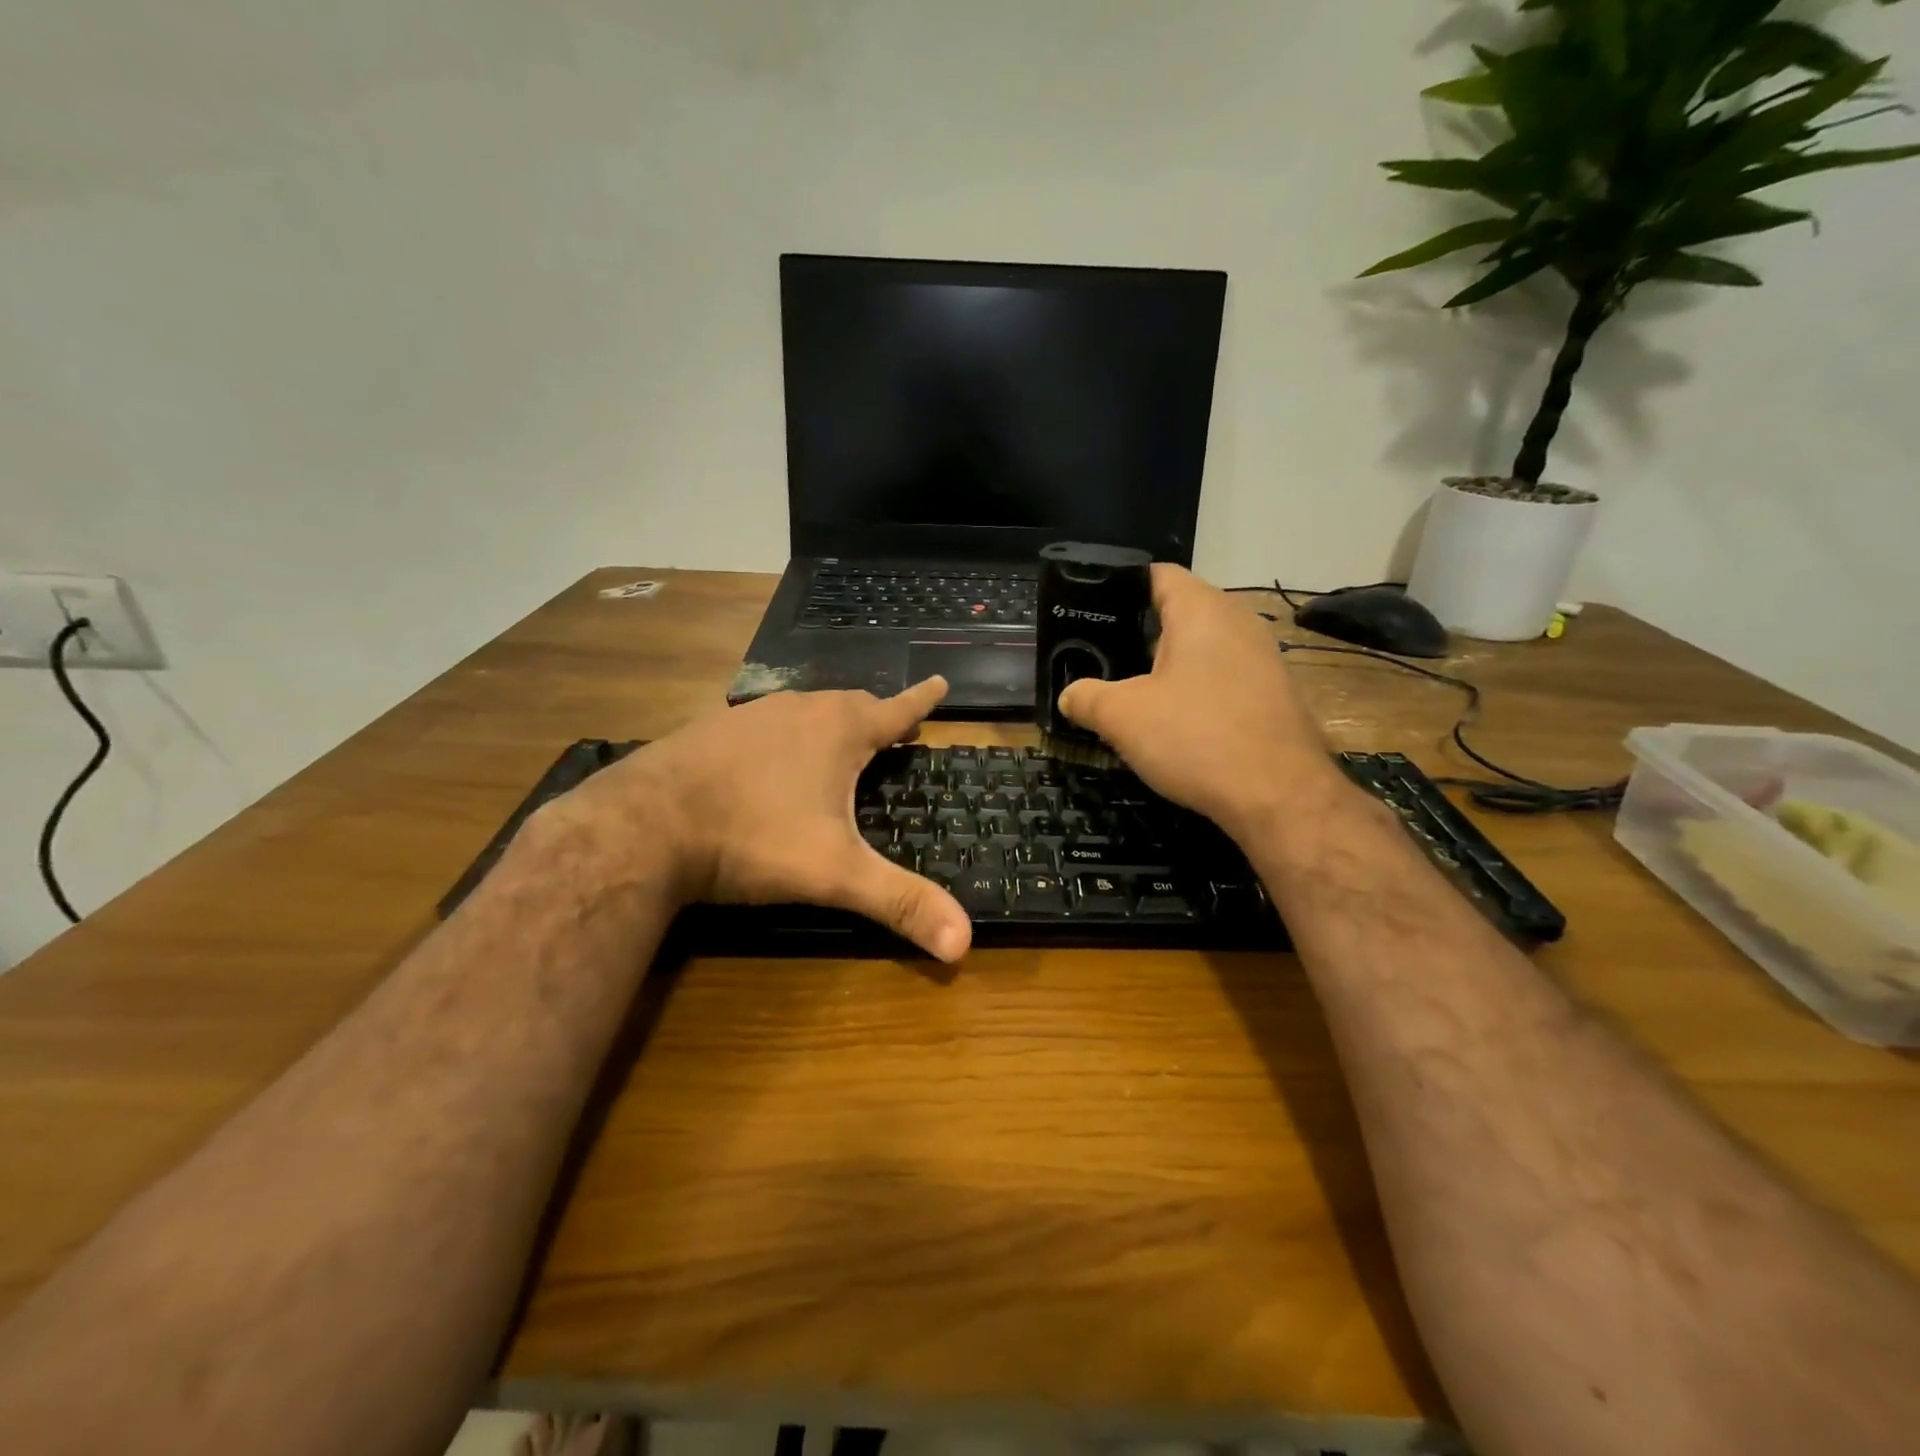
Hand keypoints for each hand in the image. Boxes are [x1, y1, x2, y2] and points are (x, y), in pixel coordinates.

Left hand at [556, 678, 971, 961]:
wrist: (643, 825)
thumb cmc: (752, 838)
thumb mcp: (834, 874)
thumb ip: (899, 902)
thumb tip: (964, 945)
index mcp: (838, 732)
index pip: (894, 709)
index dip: (921, 700)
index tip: (939, 682)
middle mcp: (798, 711)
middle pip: (850, 704)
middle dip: (876, 715)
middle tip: (894, 730)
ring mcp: (749, 716)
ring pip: (804, 711)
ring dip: (828, 723)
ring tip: (837, 743)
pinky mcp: (710, 731)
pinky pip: (763, 725)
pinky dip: (783, 736)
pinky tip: (769, 761)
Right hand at [1058, 566, 1342, 837]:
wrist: (1280, 796)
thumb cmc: (1196, 737)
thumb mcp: (1122, 717)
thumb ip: (1086, 698)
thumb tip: (1069, 695)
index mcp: (1201, 609)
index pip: (1157, 574)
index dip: (1119, 587)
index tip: (1089, 611)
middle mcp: (1238, 621)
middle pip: (1179, 611)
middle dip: (1138, 632)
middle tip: (1100, 656)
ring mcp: (1262, 657)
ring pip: (1202, 647)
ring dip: (1167, 666)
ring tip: (1130, 689)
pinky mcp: (1273, 693)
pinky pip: (1223, 676)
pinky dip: (1195, 690)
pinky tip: (1174, 721)